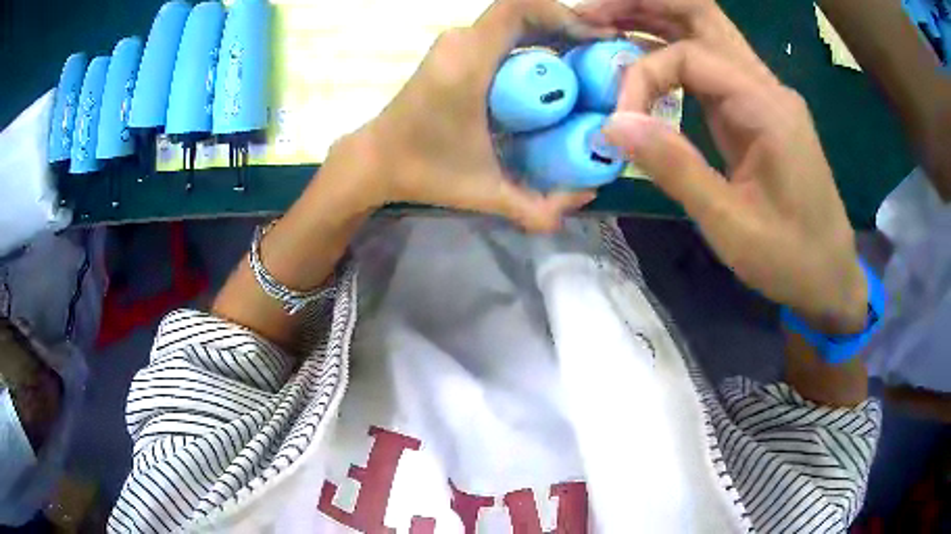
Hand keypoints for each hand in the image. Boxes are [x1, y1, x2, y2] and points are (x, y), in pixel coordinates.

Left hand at [336, 0, 613, 232]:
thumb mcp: (485, 192)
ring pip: (513, 22)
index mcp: (467, 63)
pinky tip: (552, 71)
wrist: (376, 161)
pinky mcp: (453, 51)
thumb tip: (588, 195)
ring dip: (550, 34)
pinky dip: (531, 42)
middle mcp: (460, 42)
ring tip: (584, 63)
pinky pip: (501, 34)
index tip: (594, 40)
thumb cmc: (424, 171)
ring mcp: (455, 43)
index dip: (561, 13)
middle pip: (523, 12)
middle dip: (566, 27)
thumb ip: (537, 207)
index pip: (517, 8)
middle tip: (599, 57)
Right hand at [589, 2, 867, 333]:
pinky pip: (711, 66)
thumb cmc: (789, 258)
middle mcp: (766, 87)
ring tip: (604, 23)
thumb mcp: (730, 225)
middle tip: (591, 13)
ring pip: (706, 32)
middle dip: (644, 5)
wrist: (829, 276)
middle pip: (702, 15)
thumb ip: (675, 167)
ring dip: (655, 21)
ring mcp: (764, 96)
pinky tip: (642, 60)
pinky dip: (672, 54)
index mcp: (767, 107)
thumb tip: (614, 124)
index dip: (643, 76)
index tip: (620, 121)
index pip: (690, 56)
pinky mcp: (757, 112)